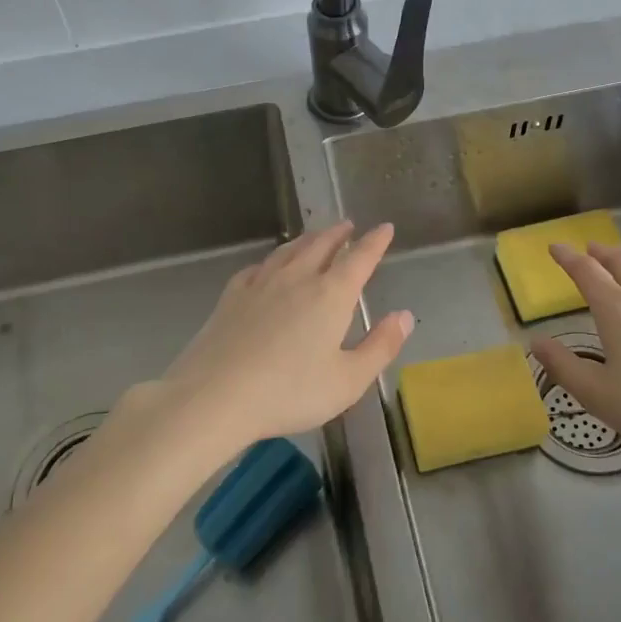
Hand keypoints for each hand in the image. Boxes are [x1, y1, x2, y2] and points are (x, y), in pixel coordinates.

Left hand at [155, 221, 411, 452]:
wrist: (215, 396)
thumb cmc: (290, 392)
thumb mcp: (348, 380)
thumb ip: (380, 346)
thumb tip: (405, 316)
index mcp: (330, 295)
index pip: (359, 258)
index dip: (375, 242)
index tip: (384, 228)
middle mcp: (297, 278)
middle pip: (322, 246)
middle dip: (338, 234)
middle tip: (348, 226)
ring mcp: (261, 284)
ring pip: (289, 250)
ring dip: (307, 240)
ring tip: (315, 236)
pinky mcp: (232, 296)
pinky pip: (258, 267)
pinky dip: (272, 260)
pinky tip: (268, 267)